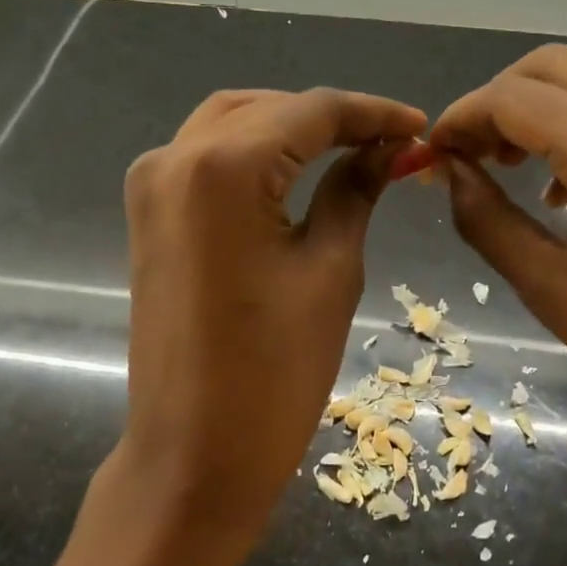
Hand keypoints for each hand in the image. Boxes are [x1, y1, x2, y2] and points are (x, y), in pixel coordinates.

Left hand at [120, 87, 426, 544]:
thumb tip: (390, 148)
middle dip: (330, 118)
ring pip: (231, 124)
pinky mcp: (147, 213)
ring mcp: (151, 185)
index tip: (419, 125)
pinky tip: (295, 169)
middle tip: (389, 142)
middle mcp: (174, 157)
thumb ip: (355, 190)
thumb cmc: (275, 373)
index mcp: (224, 167)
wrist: (192, 456)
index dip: (371, 113)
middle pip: (268, 109)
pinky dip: (253, 153)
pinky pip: (204, 157)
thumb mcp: (331, 270)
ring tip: (349, 149)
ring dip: (289, 128)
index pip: (311, 111)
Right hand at [430, 45, 566, 529]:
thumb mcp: (552, 289)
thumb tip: (448, 171)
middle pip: (553, 66)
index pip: (512, 99)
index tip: (434, 153)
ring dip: (544, 106)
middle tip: (471, 155)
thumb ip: (486, 218)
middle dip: (499, 101)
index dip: (461, 118)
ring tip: (516, 166)